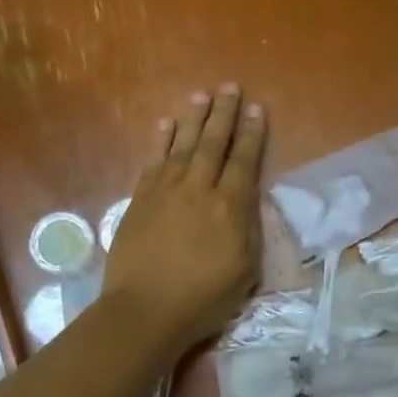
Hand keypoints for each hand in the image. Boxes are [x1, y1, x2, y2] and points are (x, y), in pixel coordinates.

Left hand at [101, 84, 266, 357]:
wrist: (145, 310)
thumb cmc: (203, 298)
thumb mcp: (246, 270)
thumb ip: (249, 229)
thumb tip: (248, 199)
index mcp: (230, 206)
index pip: (245, 160)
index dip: (252, 133)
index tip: (256, 108)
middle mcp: (199, 188)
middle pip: (214, 142)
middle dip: (224, 113)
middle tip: (229, 86)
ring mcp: (166, 190)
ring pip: (183, 145)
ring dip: (193, 118)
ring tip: (201, 95)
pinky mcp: (140, 199)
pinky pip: (153, 160)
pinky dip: (161, 140)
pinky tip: (166, 124)